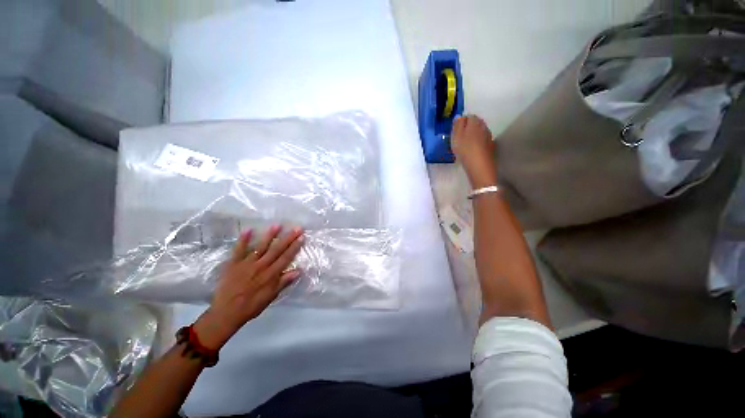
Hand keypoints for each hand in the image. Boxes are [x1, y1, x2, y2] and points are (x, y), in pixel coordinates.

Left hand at [193, 225, 303, 348]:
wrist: (226, 313)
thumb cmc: (251, 306)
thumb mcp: (270, 297)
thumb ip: (283, 283)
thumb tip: (298, 271)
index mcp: (271, 275)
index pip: (286, 258)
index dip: (294, 247)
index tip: (302, 237)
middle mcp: (261, 266)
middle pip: (277, 250)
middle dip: (288, 238)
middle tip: (297, 228)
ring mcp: (247, 263)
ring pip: (261, 247)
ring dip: (270, 235)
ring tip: (278, 225)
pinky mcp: (233, 264)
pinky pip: (239, 250)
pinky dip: (243, 240)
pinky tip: (248, 229)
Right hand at [451, 115, 497, 188]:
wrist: (479, 166)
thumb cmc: (465, 149)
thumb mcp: (456, 136)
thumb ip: (457, 125)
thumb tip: (459, 116)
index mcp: (474, 122)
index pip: (468, 116)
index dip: (461, 122)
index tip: (455, 131)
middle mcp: (484, 126)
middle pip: (475, 123)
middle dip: (468, 128)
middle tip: (459, 138)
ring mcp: (489, 136)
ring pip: (480, 132)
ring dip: (473, 136)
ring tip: (465, 145)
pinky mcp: (491, 146)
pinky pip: (482, 141)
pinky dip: (477, 143)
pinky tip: (472, 151)